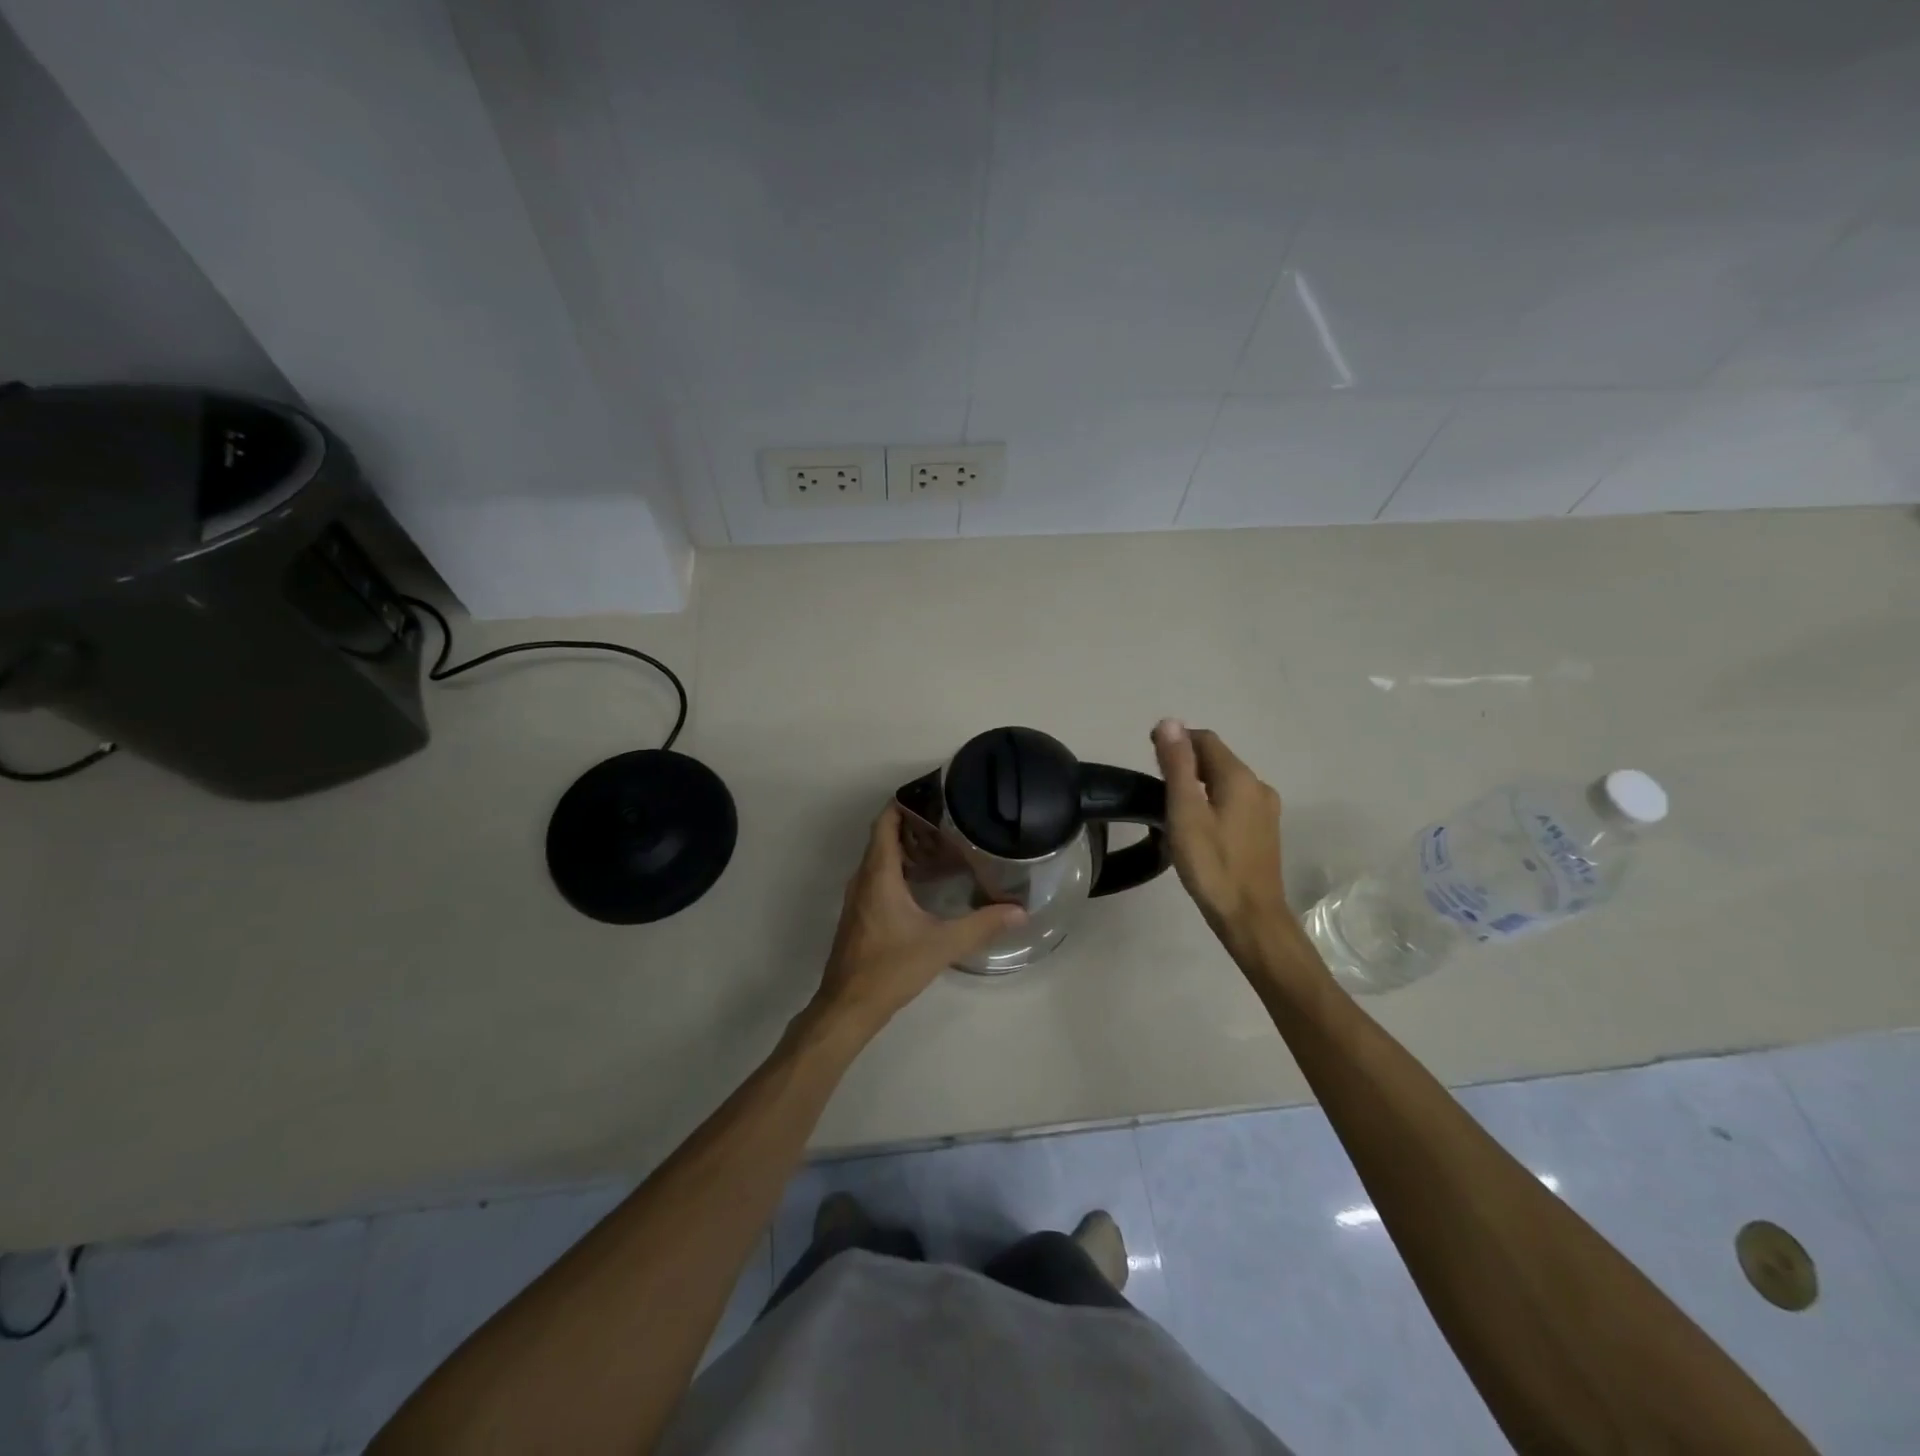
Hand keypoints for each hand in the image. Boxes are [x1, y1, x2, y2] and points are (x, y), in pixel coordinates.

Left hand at [811, 804, 1025, 1037]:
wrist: (849, 1007)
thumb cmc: (891, 969)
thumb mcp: (942, 945)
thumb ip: (982, 925)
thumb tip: (1020, 911)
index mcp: (878, 875)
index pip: (885, 823)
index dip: (904, 804)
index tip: (933, 795)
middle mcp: (863, 879)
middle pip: (883, 837)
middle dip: (912, 824)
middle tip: (949, 821)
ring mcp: (858, 897)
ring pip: (879, 858)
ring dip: (906, 848)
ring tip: (942, 847)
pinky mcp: (859, 914)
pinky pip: (877, 877)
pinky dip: (898, 869)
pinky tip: (924, 884)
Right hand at [1152, 719, 1291, 956]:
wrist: (1250, 917)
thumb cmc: (1212, 864)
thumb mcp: (1185, 812)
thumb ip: (1177, 765)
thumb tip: (1169, 722)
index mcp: (1240, 777)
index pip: (1205, 739)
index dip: (1176, 739)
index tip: (1148, 753)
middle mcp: (1258, 786)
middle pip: (1217, 759)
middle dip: (1186, 760)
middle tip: (1155, 780)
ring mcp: (1266, 810)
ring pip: (1226, 781)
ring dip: (1198, 781)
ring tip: (1171, 802)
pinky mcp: (1264, 831)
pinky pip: (1234, 801)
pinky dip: (1212, 800)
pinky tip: (1197, 823)